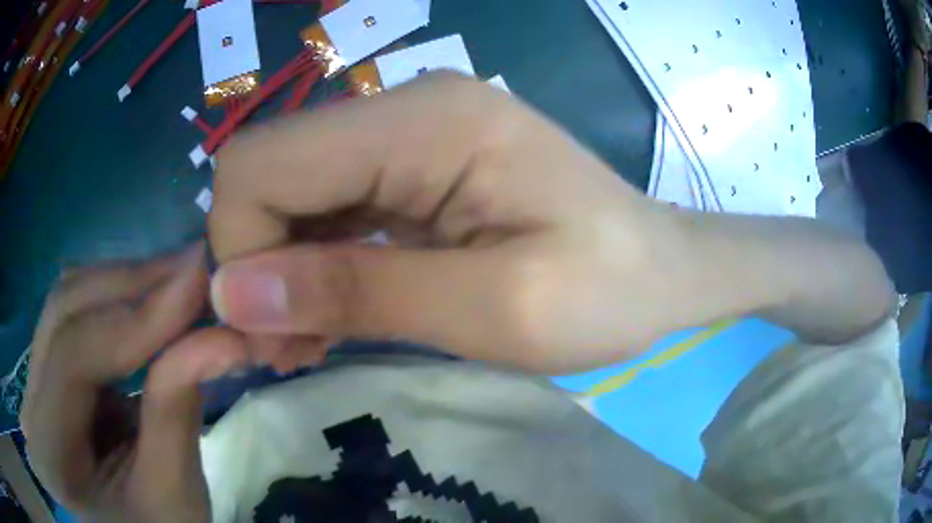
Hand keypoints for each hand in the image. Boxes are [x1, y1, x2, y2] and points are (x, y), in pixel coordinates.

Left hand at [21, 246, 247, 521]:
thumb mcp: (173, 495)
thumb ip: (179, 410)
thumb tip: (221, 335)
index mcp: (46, 453)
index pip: (72, 355)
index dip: (135, 318)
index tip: (198, 282)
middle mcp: (26, 404)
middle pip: (64, 312)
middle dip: (133, 289)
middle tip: (197, 271)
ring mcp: (30, 383)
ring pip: (68, 303)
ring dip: (127, 290)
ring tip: (182, 284)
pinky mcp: (42, 372)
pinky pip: (75, 317)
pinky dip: (117, 305)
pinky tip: (152, 306)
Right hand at [209, 73, 669, 373]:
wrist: (662, 268)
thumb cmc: (608, 292)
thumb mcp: (495, 310)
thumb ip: (356, 293)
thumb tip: (232, 293)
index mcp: (425, 122)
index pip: (261, 163)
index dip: (238, 248)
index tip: (265, 331)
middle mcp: (404, 108)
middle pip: (266, 171)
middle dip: (254, 264)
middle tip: (281, 348)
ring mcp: (408, 133)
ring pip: (289, 192)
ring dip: (278, 270)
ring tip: (302, 344)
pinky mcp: (414, 166)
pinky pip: (327, 208)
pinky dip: (310, 264)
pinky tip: (328, 314)